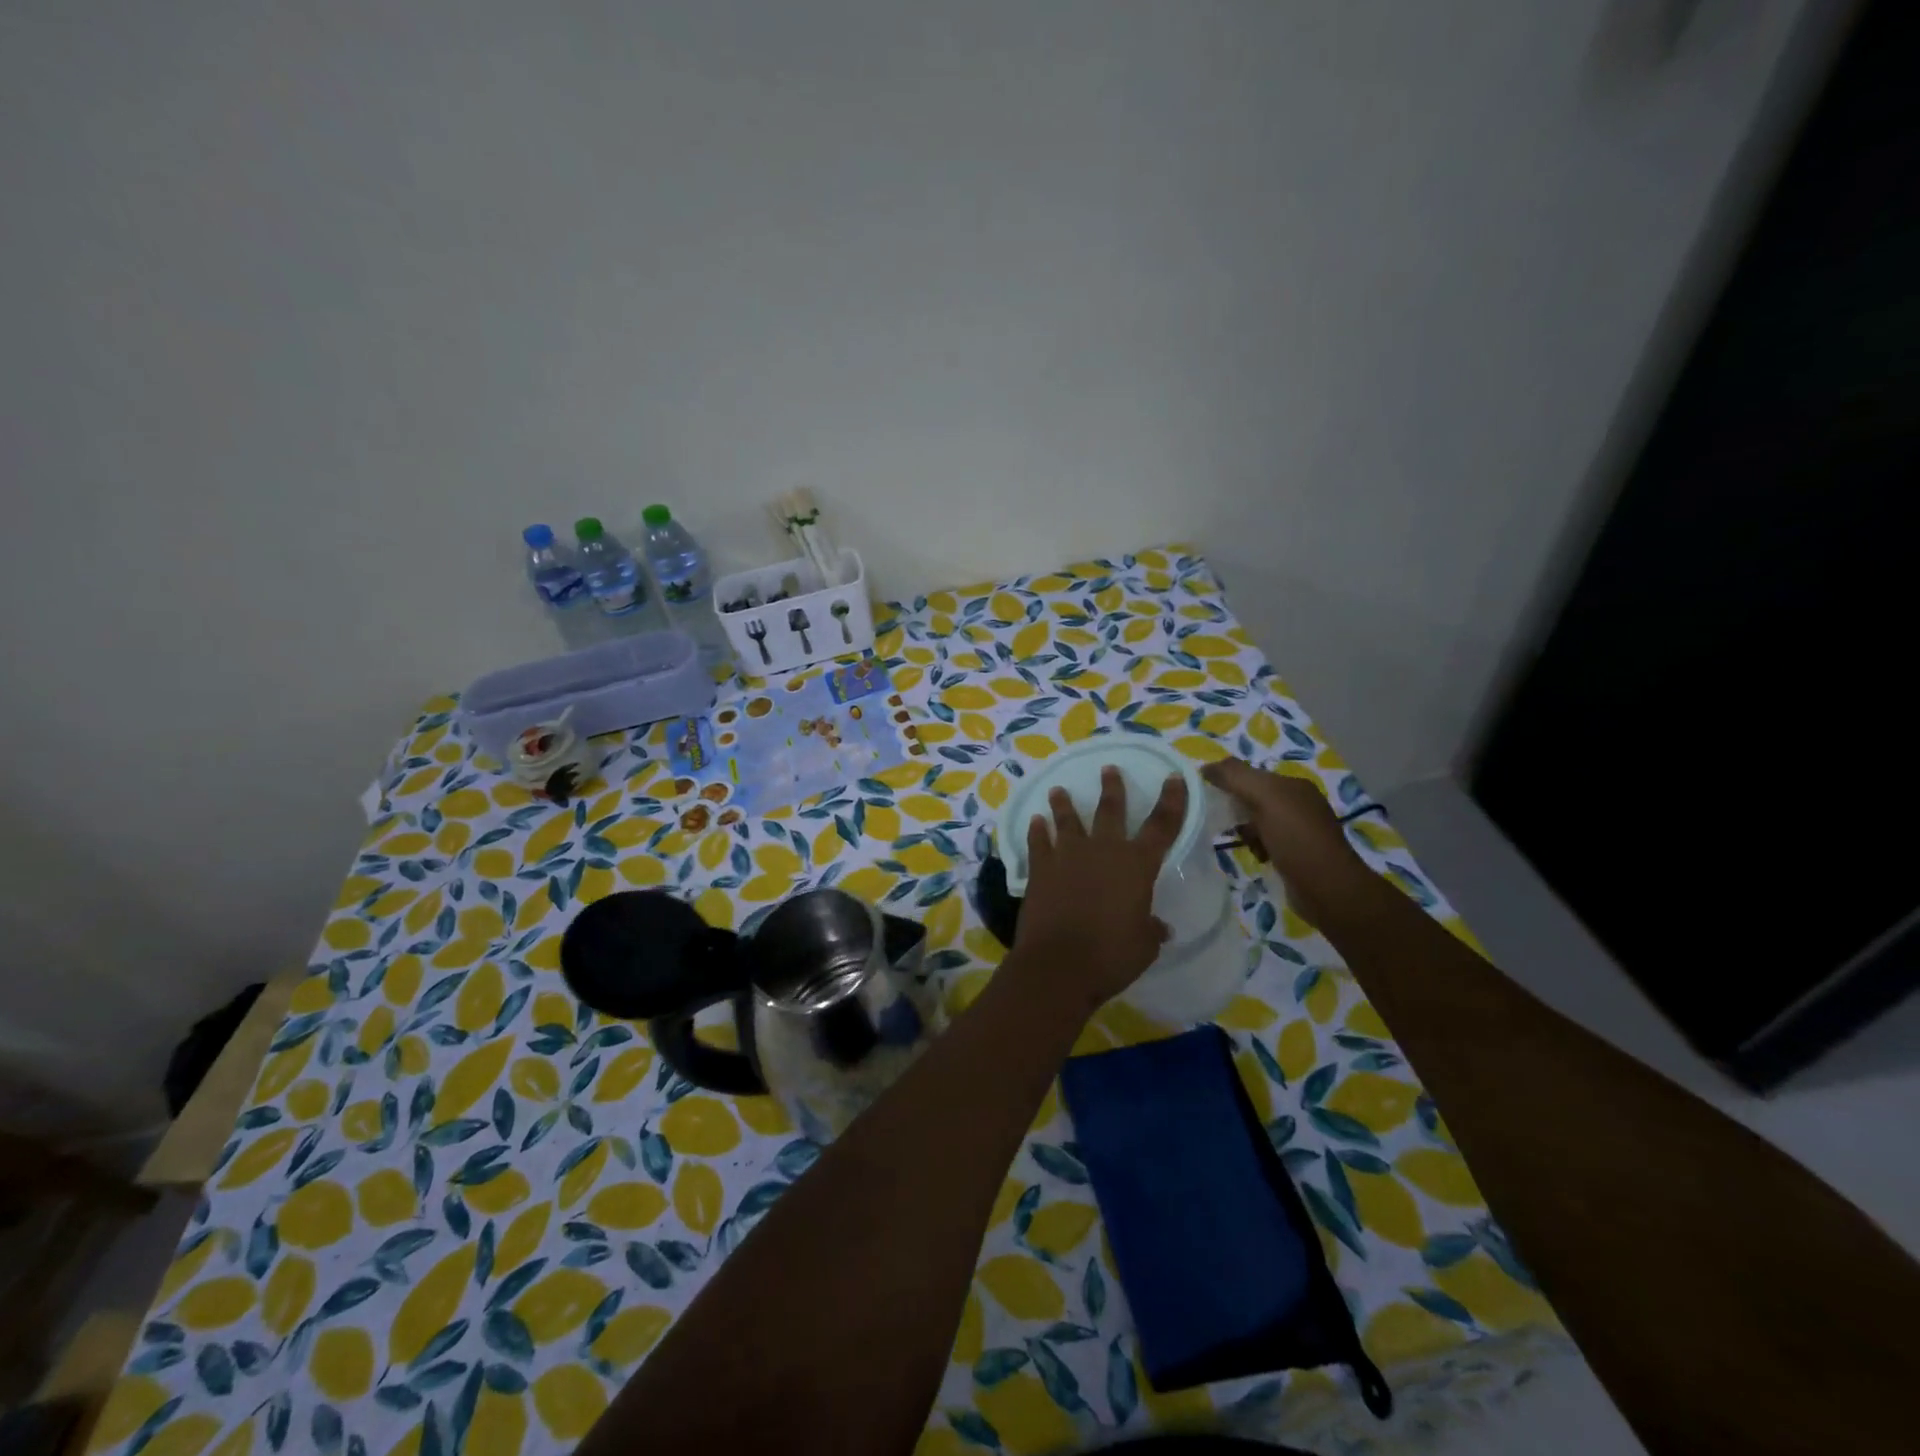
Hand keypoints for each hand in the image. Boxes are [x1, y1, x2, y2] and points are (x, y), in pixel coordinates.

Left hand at [1011, 766, 1187, 1015]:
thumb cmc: (1111, 955)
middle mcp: (1104, 850)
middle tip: (1108, 768)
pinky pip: (1038, 841)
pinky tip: (1035, 821)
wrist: (1058, 964)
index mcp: (1137, 865)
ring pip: (1067, 820)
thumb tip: (1160, 927)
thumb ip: (1152, 929)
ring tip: (1058, 790)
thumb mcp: (1144, 945)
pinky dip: (1037, 830)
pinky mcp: (1040, 868)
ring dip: (1063, 804)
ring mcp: (1068, 855)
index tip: (1174, 777)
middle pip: (1110, 810)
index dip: (1171, 800)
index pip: (1162, 825)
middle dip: (1112, 788)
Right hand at [1201, 757, 1369, 923]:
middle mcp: (1299, 804)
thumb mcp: (1265, 797)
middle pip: (1254, 798)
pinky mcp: (1297, 855)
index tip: (1207, 796)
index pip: (1252, 774)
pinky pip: (1266, 842)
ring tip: (1244, 843)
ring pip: (1258, 822)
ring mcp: (1300, 830)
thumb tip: (1205, 767)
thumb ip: (1235, 777)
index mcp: (1294, 785)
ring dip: (1246, 831)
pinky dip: (1257, 848)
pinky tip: (1257, 857)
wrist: (1329, 890)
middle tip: (1223, 822)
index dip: (1229, 781)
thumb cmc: (1296, 839)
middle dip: (1236, 808)